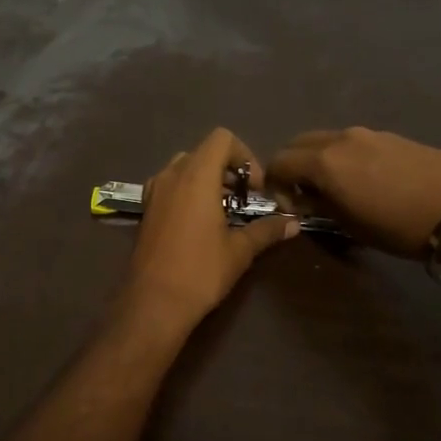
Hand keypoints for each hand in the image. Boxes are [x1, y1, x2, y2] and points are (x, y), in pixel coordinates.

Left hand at [117, 128, 297, 337]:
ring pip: (185, 167)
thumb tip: (293, 223)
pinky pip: (170, 184)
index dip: (244, 156)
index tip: (255, 188)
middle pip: (204, 151)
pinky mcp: (146, 208)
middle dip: (228, 169)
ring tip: (224, 211)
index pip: (222, 138)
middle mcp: (171, 175)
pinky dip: (188, 190)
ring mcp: (154, 191)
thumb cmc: (200, 271)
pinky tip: (200, 222)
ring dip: (207, 179)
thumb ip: (267, 230)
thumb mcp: (240, 251)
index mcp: (196, 176)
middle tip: (244, 200)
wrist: (153, 302)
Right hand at [267, 127, 440, 257]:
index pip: (278, 162)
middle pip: (298, 143)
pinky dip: (343, 156)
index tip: (289, 206)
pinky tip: (366, 180)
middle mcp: (340, 139)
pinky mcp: (390, 136)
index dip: (274, 185)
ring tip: (337, 188)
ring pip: (325, 140)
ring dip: (318, 159)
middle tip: (304, 194)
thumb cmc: (401, 226)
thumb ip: (320, 207)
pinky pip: (352, 142)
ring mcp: (367, 134)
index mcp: (323, 162)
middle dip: (292, 166)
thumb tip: (304, 200)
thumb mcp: (352, 226)